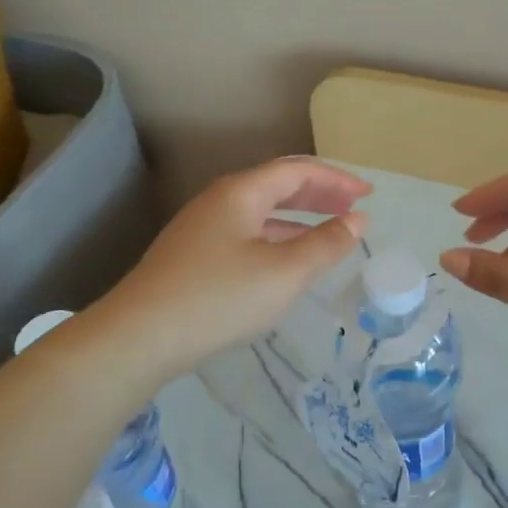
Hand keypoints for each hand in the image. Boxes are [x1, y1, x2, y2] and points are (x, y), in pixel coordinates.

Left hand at [79, 158, 370, 385]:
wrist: (139, 336)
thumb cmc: (219, 298)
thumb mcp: (284, 273)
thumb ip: (325, 244)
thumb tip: (358, 220)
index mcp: (242, 192)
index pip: (298, 171)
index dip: (337, 179)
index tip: (368, 195)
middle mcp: (220, 200)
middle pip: (278, 185)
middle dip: (320, 193)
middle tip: (354, 208)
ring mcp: (203, 227)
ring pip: (261, 211)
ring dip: (299, 217)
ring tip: (329, 231)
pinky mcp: (193, 255)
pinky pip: (247, 232)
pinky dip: (277, 237)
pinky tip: (286, 260)